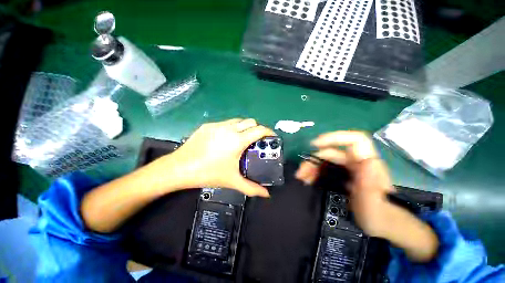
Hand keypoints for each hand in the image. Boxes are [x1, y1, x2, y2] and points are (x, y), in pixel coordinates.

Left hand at [164, 118, 274, 196]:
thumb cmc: (208, 174)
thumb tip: (266, 194)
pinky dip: (231, 128)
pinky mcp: (207, 125)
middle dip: (257, 128)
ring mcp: (217, 125)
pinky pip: (225, 123)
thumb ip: (251, 188)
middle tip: (257, 140)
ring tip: (242, 139)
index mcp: (237, 140)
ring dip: (244, 127)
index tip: (272, 137)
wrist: (179, 168)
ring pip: (237, 120)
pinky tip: (226, 140)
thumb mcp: (232, 181)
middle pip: (250, 121)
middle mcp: (229, 129)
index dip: (269, 131)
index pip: (259, 130)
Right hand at [295, 131, 394, 236]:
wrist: (383, 226)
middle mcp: (356, 163)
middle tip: (301, 173)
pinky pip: (324, 169)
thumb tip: (366, 161)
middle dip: (313, 160)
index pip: (354, 140)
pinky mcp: (342, 176)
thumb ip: (371, 187)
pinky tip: (308, 180)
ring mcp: (348, 169)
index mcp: (368, 164)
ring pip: (325, 160)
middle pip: (331, 152)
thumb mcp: (375, 206)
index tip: (315, 144)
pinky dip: (314, 172)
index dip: (335, 137)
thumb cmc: (380, 217)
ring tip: (302, 178)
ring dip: (311, 167)